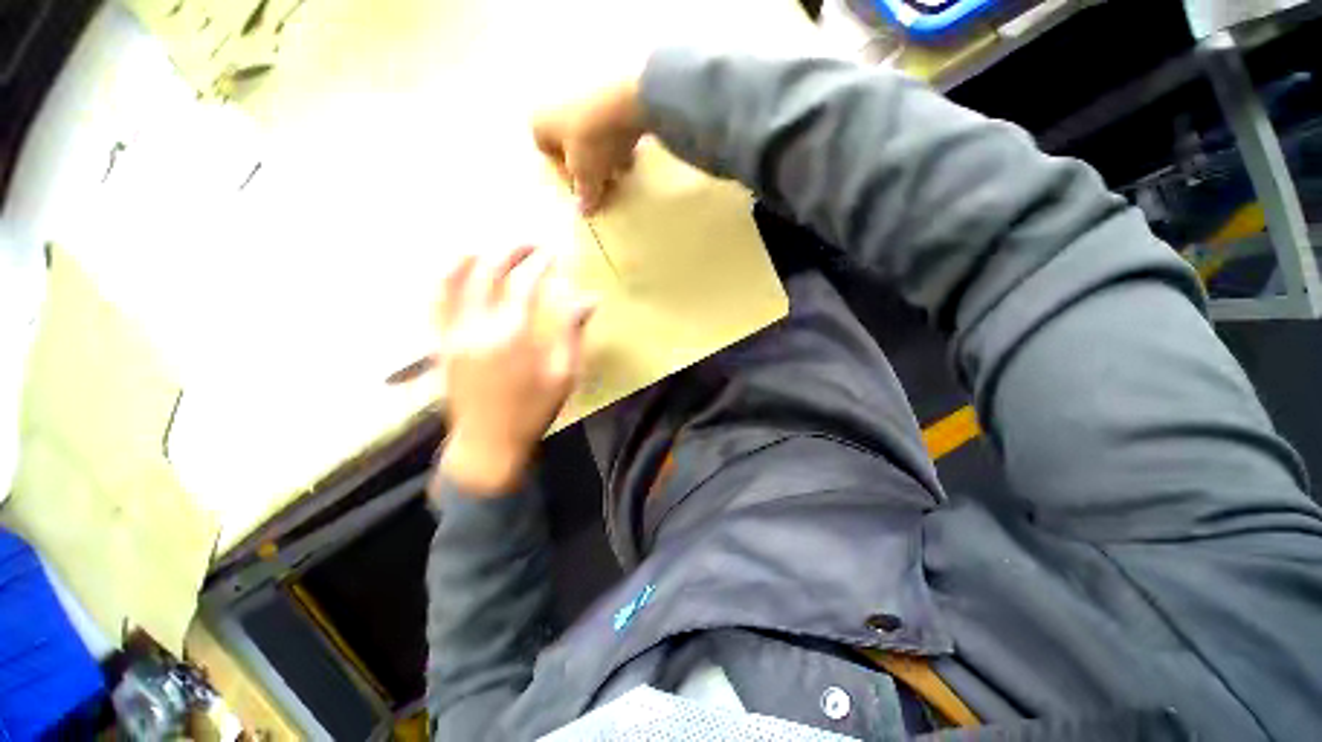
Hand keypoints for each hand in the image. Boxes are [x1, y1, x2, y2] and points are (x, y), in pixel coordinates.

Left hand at [436, 245, 594, 494]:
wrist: (488, 444)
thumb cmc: (533, 410)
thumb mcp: (564, 374)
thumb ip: (572, 332)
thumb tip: (590, 299)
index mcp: (512, 336)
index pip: (524, 283)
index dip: (540, 263)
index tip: (553, 253)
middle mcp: (476, 326)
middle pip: (486, 271)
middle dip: (509, 250)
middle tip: (529, 244)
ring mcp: (451, 333)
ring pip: (452, 279)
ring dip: (473, 255)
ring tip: (493, 247)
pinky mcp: (440, 343)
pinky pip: (435, 301)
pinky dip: (446, 278)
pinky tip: (459, 270)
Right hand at [532, 77, 644, 214]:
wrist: (626, 105)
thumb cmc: (593, 143)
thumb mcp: (587, 177)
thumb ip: (585, 195)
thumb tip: (583, 211)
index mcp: (541, 123)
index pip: (546, 154)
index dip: (566, 175)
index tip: (583, 186)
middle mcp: (556, 106)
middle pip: (572, 147)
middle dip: (589, 168)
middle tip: (604, 182)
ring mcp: (582, 97)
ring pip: (591, 139)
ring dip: (605, 159)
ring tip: (620, 171)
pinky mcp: (607, 95)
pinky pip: (607, 127)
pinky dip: (617, 143)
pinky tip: (630, 156)